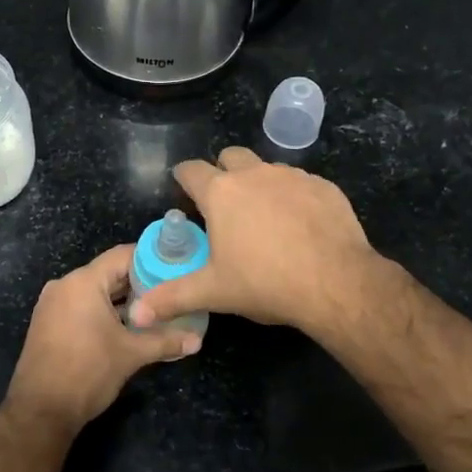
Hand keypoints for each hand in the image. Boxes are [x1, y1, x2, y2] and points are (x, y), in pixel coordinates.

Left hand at [8, 244, 198, 428]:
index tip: (176, 268)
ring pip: (96, 291)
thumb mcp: (131, 354)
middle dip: (140, 283)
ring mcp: (53, 304)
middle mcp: (65, 285)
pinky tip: (127, 326)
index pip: (123, 255)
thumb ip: (166, 341)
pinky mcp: (48, 323)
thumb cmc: (87, 372)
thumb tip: (198, 341)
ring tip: (155, 309)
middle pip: (109, 273)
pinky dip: (104, 311)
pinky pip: (82, 306)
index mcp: (83, 282)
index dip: (152, 259)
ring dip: (123, 300)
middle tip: (171, 291)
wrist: (41, 411)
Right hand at [127, 147, 380, 336]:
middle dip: (223, 173)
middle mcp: (254, 174)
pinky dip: (293, 197)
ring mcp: (292, 176)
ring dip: (260, 185)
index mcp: (221, 193)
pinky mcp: (323, 186)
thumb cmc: (266, 283)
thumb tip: (135, 314)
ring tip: (264, 220)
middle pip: (230, 157)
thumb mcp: (214, 292)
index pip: (190, 170)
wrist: (335, 282)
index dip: (183, 179)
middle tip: (224, 207)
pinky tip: (300, 226)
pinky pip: (300, 183)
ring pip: (267, 169)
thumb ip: (172, 298)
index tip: (184, 191)